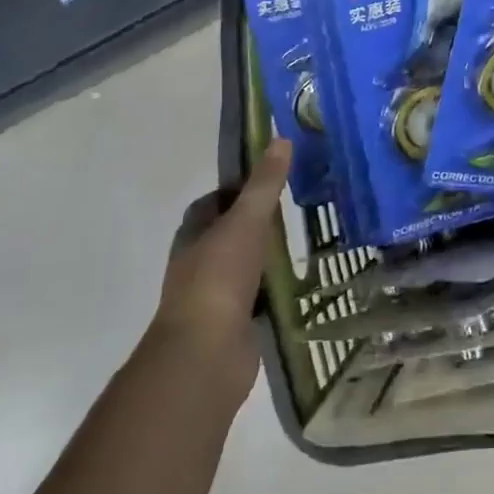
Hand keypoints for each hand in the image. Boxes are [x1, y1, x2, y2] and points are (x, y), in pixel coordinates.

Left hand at [153, 139, 289, 396]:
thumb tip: (280, 139)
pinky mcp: (232, 325)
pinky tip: (297, 282)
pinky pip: (255, 298)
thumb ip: (264, 184)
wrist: (206, 353)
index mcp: (193, 237)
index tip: (268, 180)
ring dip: (264, 257)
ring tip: (300, 242)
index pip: (211, 203)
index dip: (235, 189)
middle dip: (253, 223)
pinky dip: (272, 289)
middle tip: (292, 208)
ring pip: (241, 266)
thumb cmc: (220, 278)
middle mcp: (199, 264)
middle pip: (226, 234)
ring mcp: (214, 297)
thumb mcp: (246, 221)